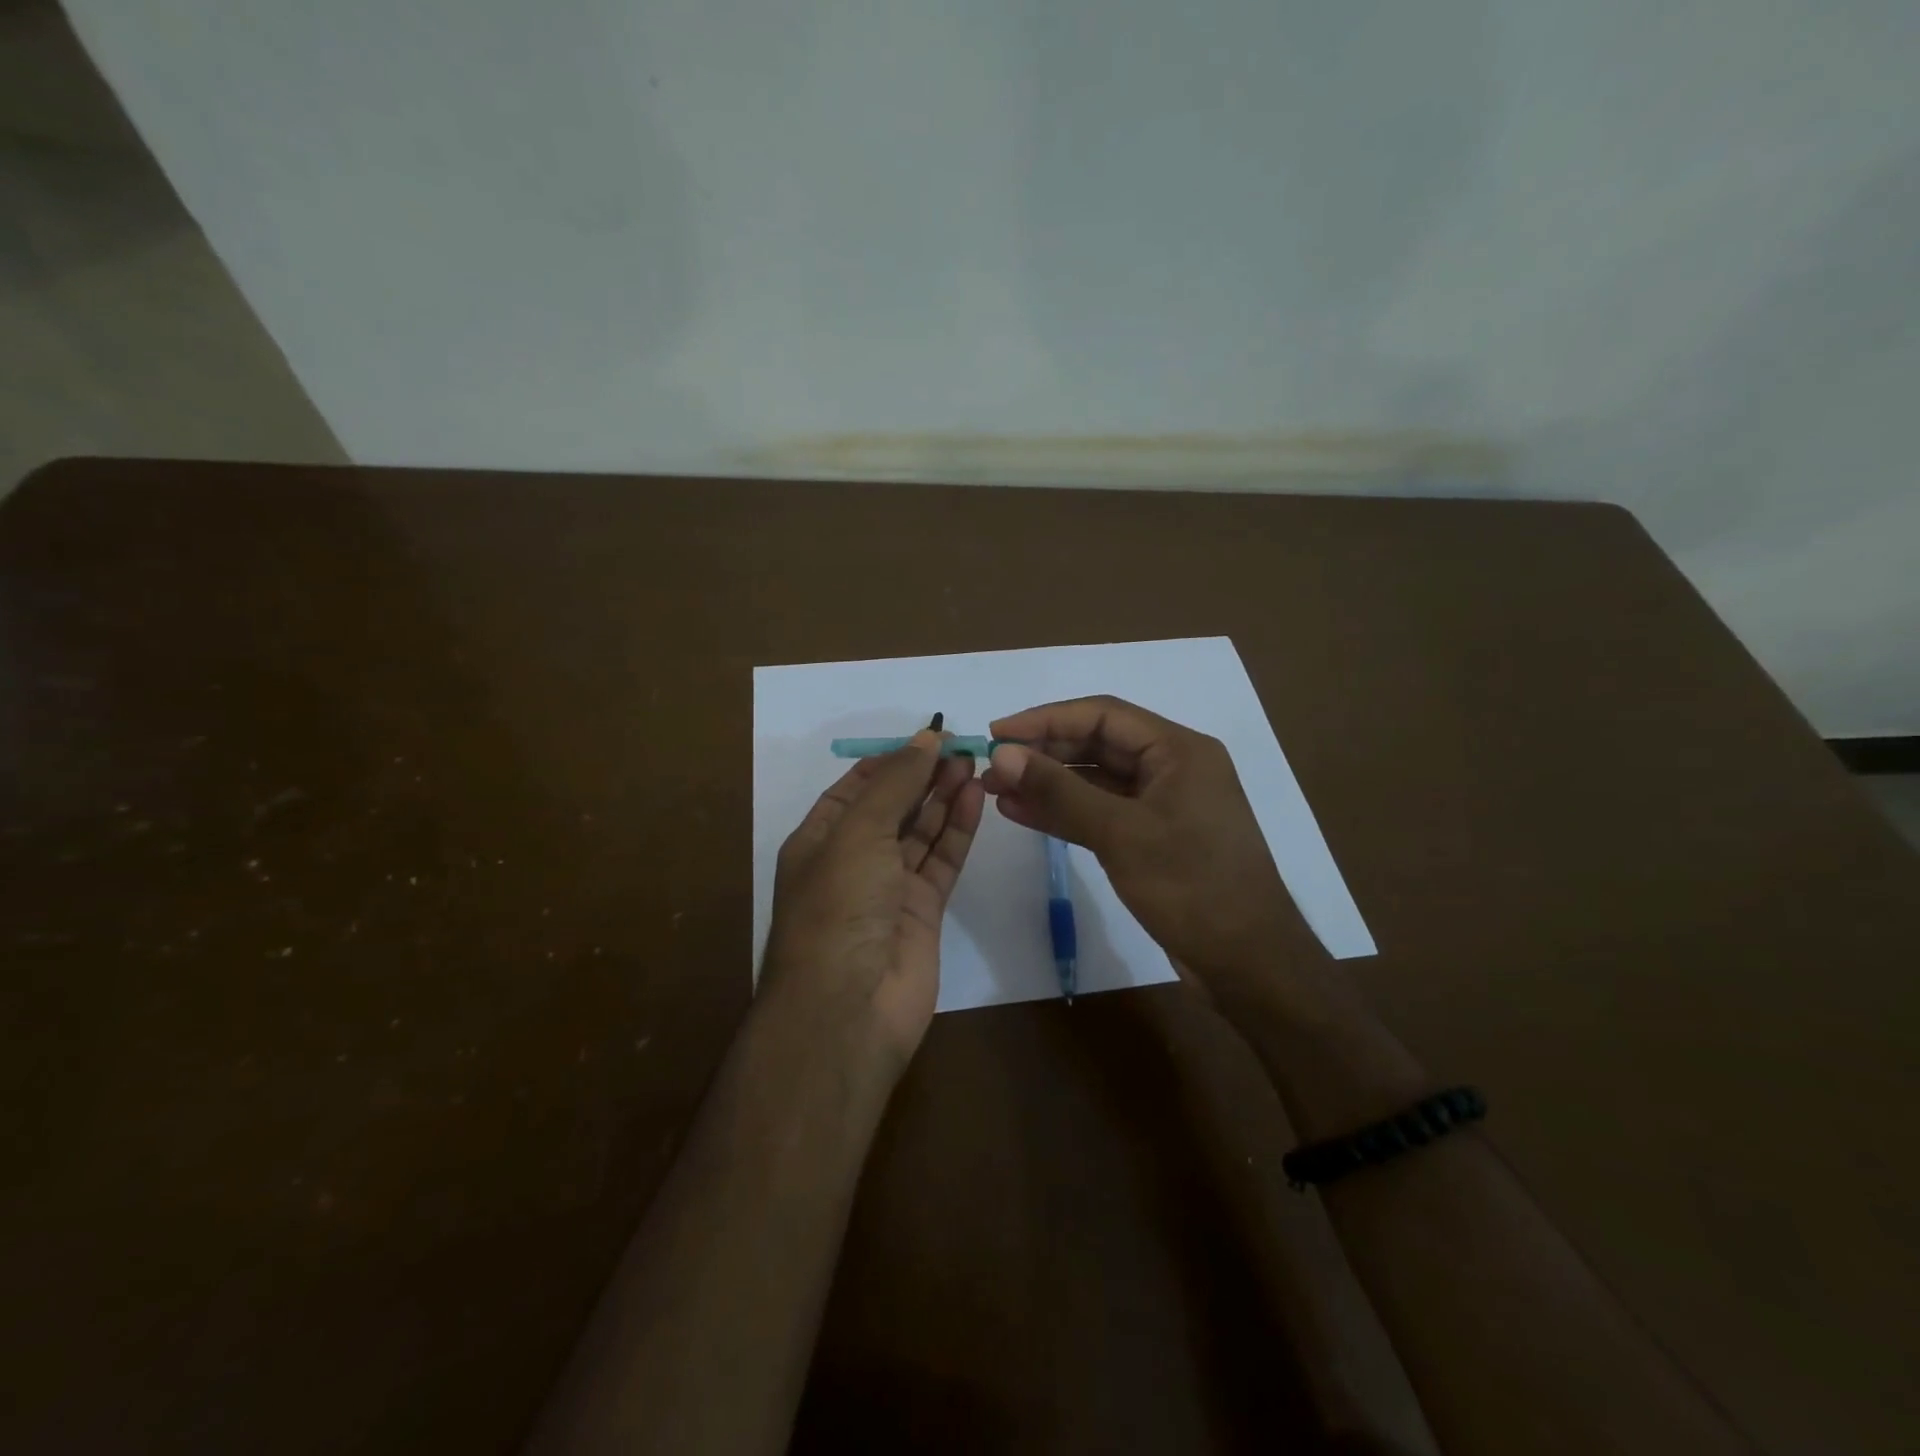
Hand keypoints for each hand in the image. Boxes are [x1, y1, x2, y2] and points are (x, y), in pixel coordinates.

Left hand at [761, 729, 984, 1074]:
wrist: (849, 1007)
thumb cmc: (839, 907)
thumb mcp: (858, 833)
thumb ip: (895, 783)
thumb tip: (926, 738)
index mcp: (819, 840)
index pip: (856, 788)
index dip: (890, 760)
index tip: (929, 736)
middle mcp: (852, 861)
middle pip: (893, 807)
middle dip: (923, 776)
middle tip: (962, 746)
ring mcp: (888, 889)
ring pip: (921, 832)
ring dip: (944, 798)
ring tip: (974, 763)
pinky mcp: (922, 912)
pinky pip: (941, 861)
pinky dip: (957, 830)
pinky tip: (974, 797)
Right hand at [982, 696, 1326, 1002]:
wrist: (1248, 964)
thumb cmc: (1192, 887)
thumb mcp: (1121, 833)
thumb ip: (1059, 791)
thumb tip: (1002, 755)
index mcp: (1179, 750)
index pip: (1102, 715)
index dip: (1045, 719)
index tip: (997, 733)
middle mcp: (1172, 768)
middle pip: (1097, 744)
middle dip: (1043, 753)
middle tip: (991, 767)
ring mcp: (1162, 805)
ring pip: (1095, 781)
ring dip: (1048, 783)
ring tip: (995, 790)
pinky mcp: (1152, 838)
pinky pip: (1101, 813)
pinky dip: (1065, 812)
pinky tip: (1022, 813)